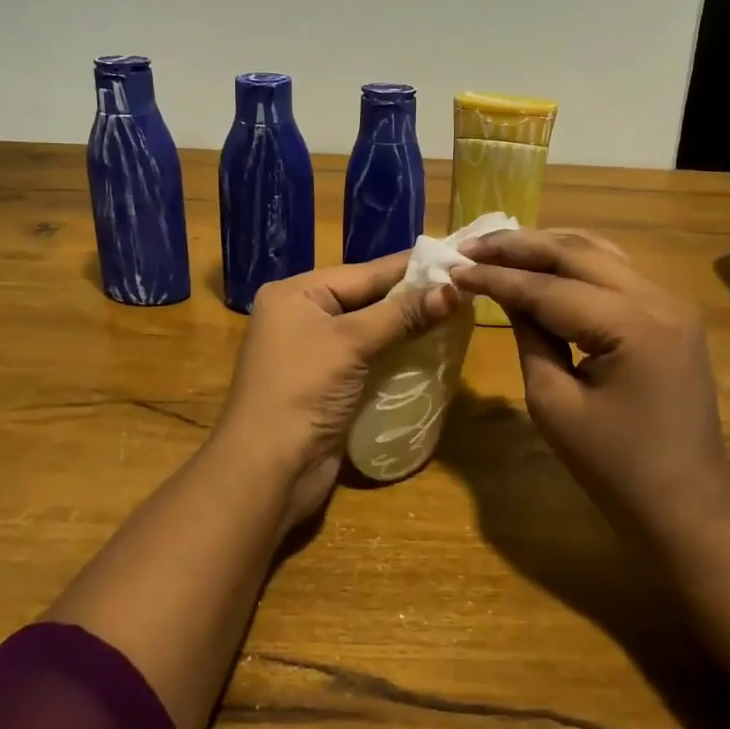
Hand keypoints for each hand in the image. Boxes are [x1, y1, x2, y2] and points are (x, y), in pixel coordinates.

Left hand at [212, 255, 460, 531]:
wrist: (268, 470)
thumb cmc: (303, 390)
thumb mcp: (352, 342)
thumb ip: (402, 314)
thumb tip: (455, 290)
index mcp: (295, 294)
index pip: (363, 272)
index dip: (409, 267)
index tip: (454, 258)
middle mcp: (301, 316)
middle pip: (366, 298)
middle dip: (411, 296)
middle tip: (461, 287)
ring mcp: (312, 353)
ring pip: (369, 329)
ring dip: (406, 326)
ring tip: (454, 314)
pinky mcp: (326, 385)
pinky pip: (367, 357)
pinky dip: (394, 353)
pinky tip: (428, 349)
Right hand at [450, 229, 729, 548]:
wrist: (688, 508)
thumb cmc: (615, 469)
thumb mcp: (554, 403)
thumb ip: (529, 336)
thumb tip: (504, 292)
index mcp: (632, 325)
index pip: (549, 287)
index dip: (497, 276)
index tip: (454, 268)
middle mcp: (658, 299)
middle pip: (575, 253)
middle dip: (518, 246)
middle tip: (469, 246)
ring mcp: (671, 303)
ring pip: (598, 252)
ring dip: (546, 247)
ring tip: (498, 248)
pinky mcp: (670, 315)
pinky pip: (615, 272)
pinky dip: (573, 263)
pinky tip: (541, 264)